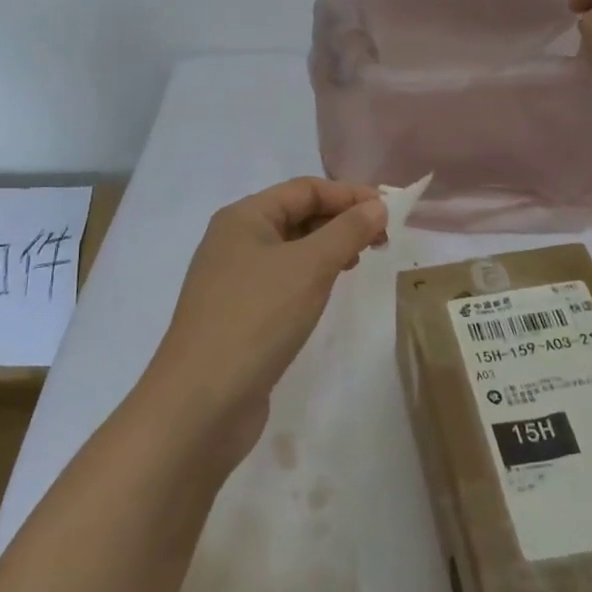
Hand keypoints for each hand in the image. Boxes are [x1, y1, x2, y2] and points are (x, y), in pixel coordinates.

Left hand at [141, 178, 386, 464]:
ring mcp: (233, 280)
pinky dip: (310, 278)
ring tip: (359, 263)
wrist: (201, 402)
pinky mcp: (238, 315)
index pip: (304, 188)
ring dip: (328, 249)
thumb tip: (377, 205)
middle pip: (296, 215)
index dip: (349, 194)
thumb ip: (347, 231)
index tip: (390, 211)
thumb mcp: (310, 267)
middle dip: (341, 221)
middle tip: (382, 241)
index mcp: (243, 217)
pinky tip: (327, 292)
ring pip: (290, 249)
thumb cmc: (257, 318)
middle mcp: (234, 241)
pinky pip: (282, 281)